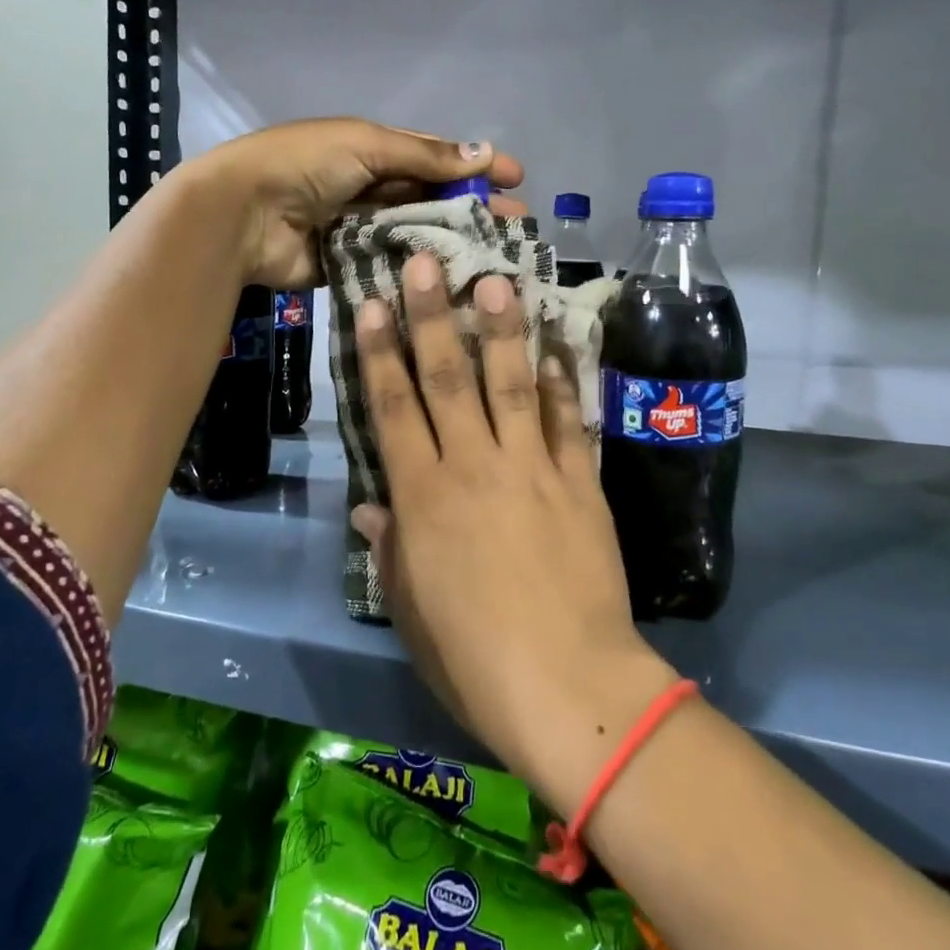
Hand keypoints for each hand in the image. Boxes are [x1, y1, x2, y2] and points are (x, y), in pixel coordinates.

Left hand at [181, 119, 525, 288]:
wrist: (241, 214)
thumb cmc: (304, 165)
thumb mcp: (366, 145)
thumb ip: (425, 156)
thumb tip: (485, 152)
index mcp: (374, 149)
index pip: (436, 157)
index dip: (475, 166)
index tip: (517, 179)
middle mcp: (372, 187)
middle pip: (433, 199)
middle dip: (474, 209)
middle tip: (518, 227)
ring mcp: (362, 229)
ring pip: (418, 234)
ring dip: (455, 242)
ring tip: (498, 258)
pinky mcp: (351, 265)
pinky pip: (394, 266)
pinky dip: (421, 272)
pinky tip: (458, 283)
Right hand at [352, 254, 677, 814]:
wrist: (568, 687)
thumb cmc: (473, 659)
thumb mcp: (411, 609)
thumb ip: (390, 550)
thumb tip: (369, 510)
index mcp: (423, 498)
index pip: (393, 408)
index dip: (380, 352)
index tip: (373, 303)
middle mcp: (474, 466)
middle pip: (448, 377)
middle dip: (433, 315)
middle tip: (426, 262)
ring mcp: (532, 468)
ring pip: (511, 383)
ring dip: (502, 328)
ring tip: (497, 278)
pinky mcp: (580, 482)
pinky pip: (570, 421)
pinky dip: (564, 382)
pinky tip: (557, 346)